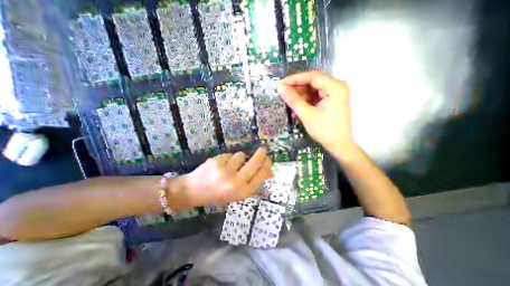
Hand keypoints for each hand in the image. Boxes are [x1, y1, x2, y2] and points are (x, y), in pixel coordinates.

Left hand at [173, 149, 272, 208]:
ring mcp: (225, 172)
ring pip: (240, 155)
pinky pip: (229, 154)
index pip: (261, 175)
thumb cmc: (219, 193)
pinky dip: (227, 158)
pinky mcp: (216, 162)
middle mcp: (235, 182)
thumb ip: (254, 181)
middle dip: (261, 154)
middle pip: (254, 163)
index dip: (267, 165)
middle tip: (263, 150)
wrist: (194, 191)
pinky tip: (220, 166)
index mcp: (242, 192)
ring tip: (230, 166)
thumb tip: (271, 173)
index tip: (268, 159)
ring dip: (238, 158)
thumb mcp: (238, 192)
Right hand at [279, 70, 354, 156]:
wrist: (338, 145)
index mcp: (335, 87)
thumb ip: (293, 100)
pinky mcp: (331, 102)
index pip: (312, 76)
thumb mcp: (306, 114)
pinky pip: (315, 98)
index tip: (281, 84)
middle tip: (283, 95)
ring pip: (312, 91)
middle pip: (313, 83)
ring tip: (289, 107)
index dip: (295, 79)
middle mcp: (336, 87)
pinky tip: (297, 111)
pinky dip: (305, 103)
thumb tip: (280, 88)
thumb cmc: (324, 130)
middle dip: (297, 89)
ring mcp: (334, 95)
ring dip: (300, 98)